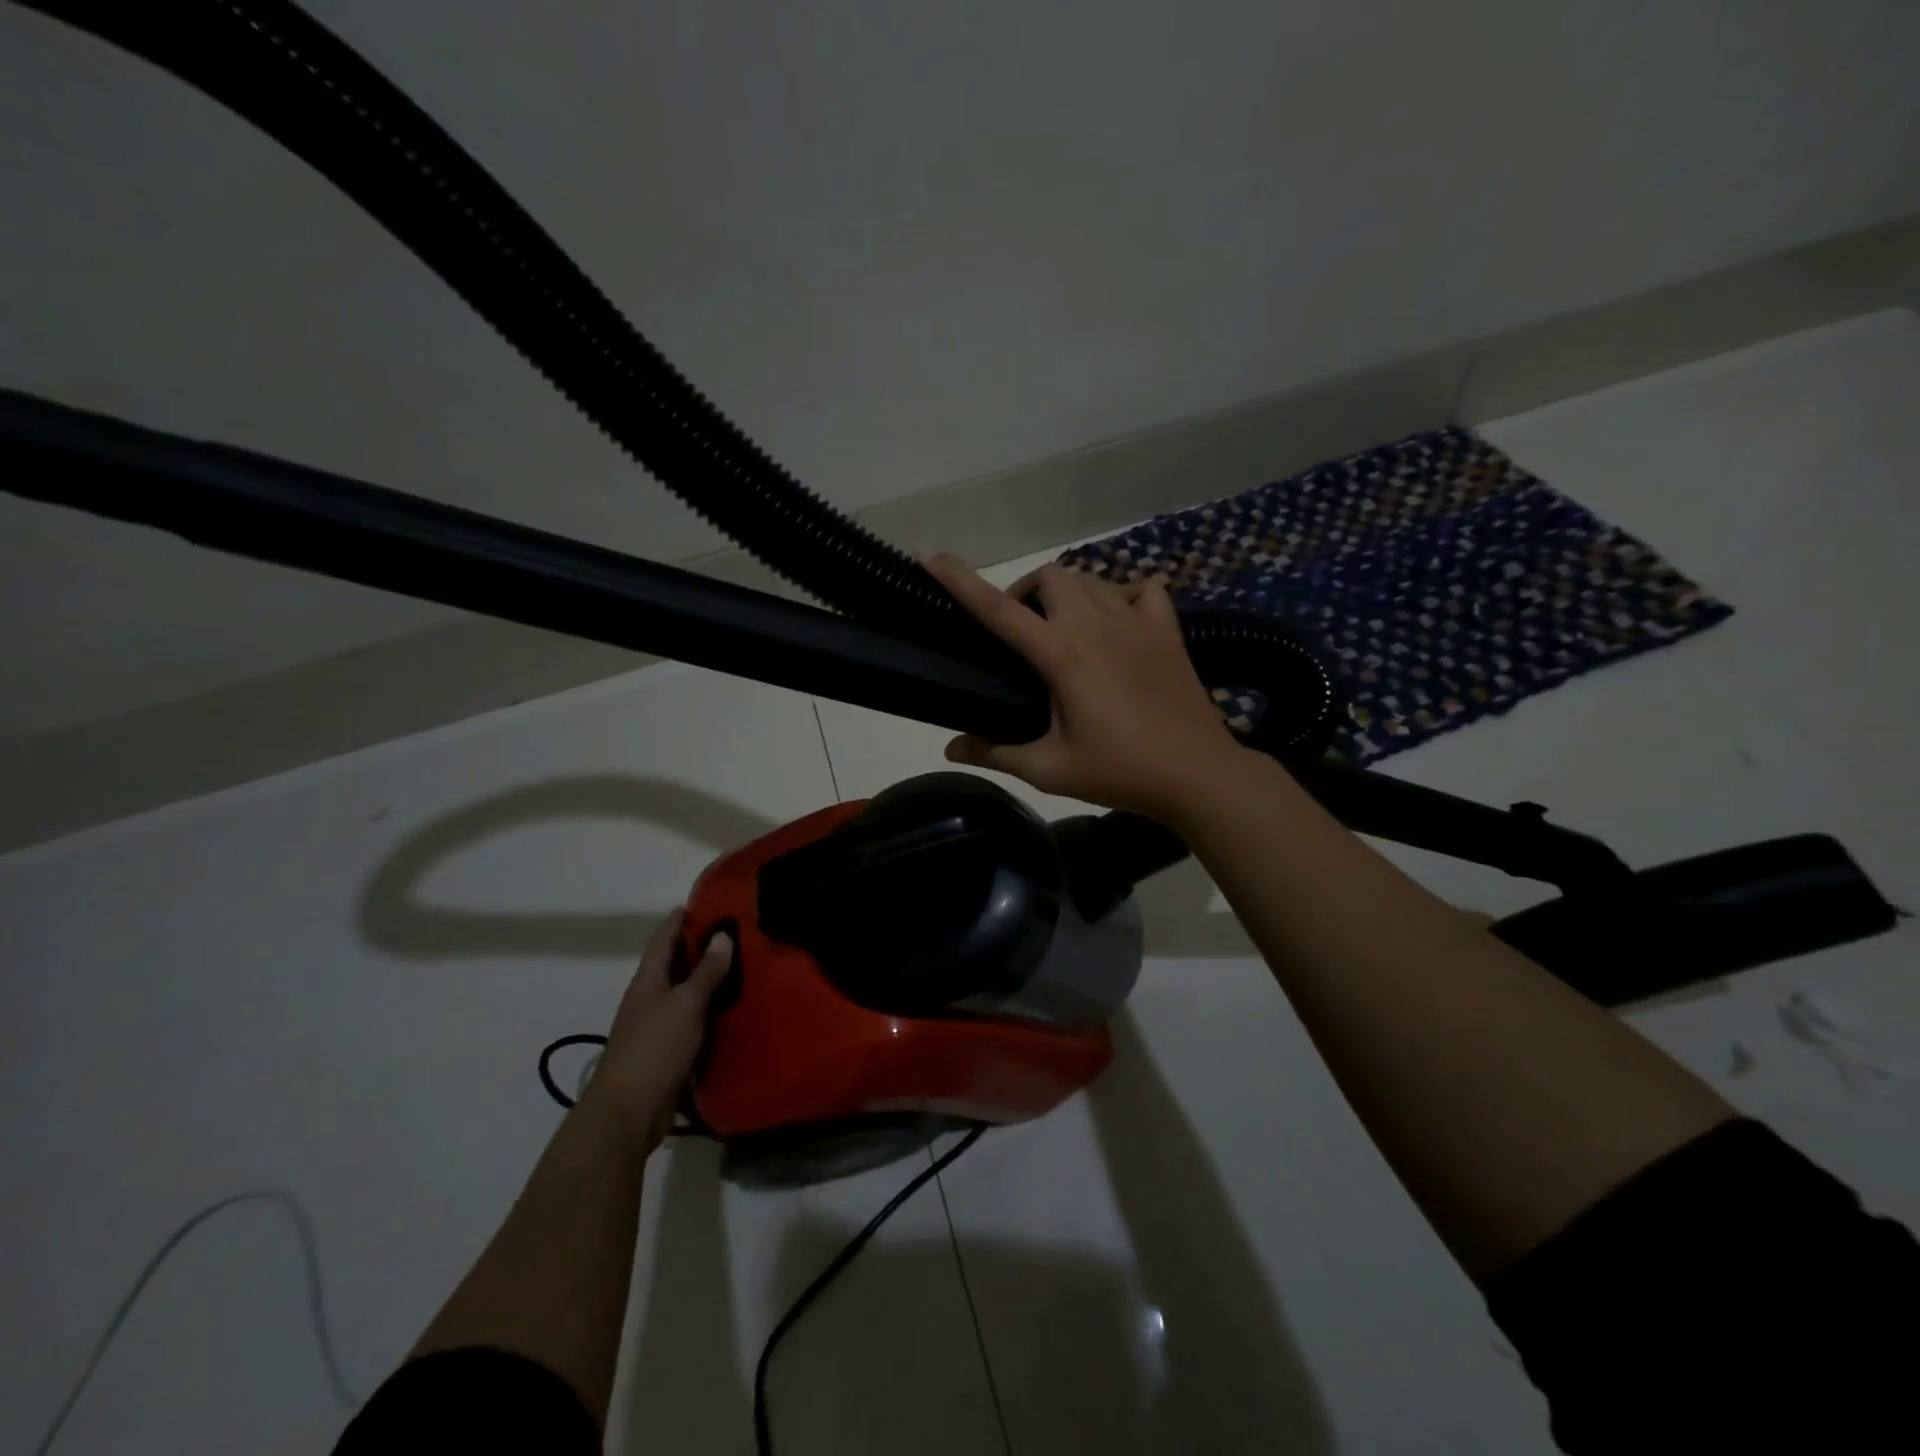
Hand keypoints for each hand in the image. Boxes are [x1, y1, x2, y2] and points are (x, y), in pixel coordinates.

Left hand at [577, 909, 731, 1147]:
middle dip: (696, 948)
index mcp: (647, 982)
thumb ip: (705, 972)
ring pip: (682, 995)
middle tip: (731, 932)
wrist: (627, 1114)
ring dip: (703, 981)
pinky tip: (729, 1010)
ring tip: (738, 966)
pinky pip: (689, 1022)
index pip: (662, 941)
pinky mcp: (665, 1054)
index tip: (700, 903)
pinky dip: (707, 1011)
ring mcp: (654, 1029)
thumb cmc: (654, 1049)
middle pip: (672, 966)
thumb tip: (722, 935)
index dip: (678, 921)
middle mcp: (648, 1000)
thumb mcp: (685, 1005)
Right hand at [921, 552, 1248, 819]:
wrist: (1198, 775)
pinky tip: (1117, 621)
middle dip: (1026, 593)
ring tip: (1063, 629)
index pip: (998, 608)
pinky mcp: (1167, 629)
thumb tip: (951, 749)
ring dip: (1066, 593)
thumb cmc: (1120, 772)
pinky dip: (1121, 594)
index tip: (927, 552)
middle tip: (1021, 632)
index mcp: (1061, 654)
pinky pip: (1141, 588)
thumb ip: (996, 752)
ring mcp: (1136, 620)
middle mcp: (1096, 623)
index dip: (958, 578)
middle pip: (1049, 576)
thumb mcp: (1050, 769)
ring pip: (1091, 578)